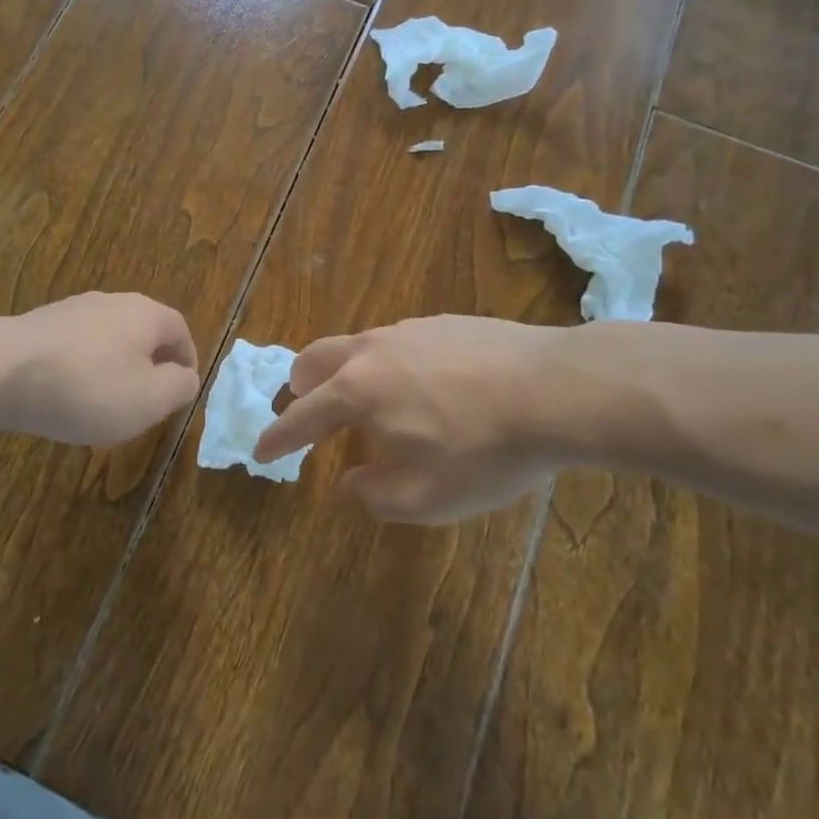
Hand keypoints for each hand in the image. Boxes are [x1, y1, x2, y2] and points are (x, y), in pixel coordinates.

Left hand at [0, 293, 200, 445]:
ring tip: (105, 400)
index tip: (180, 391)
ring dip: (114, 365)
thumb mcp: (149, 400)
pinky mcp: (41, 322)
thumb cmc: (87, 387)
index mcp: (145, 314)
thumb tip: (186, 376)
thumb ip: (179, 387)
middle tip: (146, 399)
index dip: (186, 361)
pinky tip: (67, 393)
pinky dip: (82, 367)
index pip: (180, 330)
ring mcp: (73, 308)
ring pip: (108, 337)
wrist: (1, 370)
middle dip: (149, 363)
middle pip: (143, 330)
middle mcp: (112, 301)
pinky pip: (76, 345)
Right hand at [253, 316, 588, 523]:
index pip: (302, 417)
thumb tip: (349, 483)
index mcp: (357, 392)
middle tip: (301, 404)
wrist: (558, 388)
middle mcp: (372, 351)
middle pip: (316, 358)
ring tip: (362, 395)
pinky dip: (384, 362)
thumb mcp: (427, 496)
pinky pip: (396, 341)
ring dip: (343, 370)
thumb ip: (376, 495)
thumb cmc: (485, 449)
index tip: (261, 451)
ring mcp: (408, 329)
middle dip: (300, 384)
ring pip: (357, 345)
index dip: (278, 438)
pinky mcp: (443, 322)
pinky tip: (417, 381)